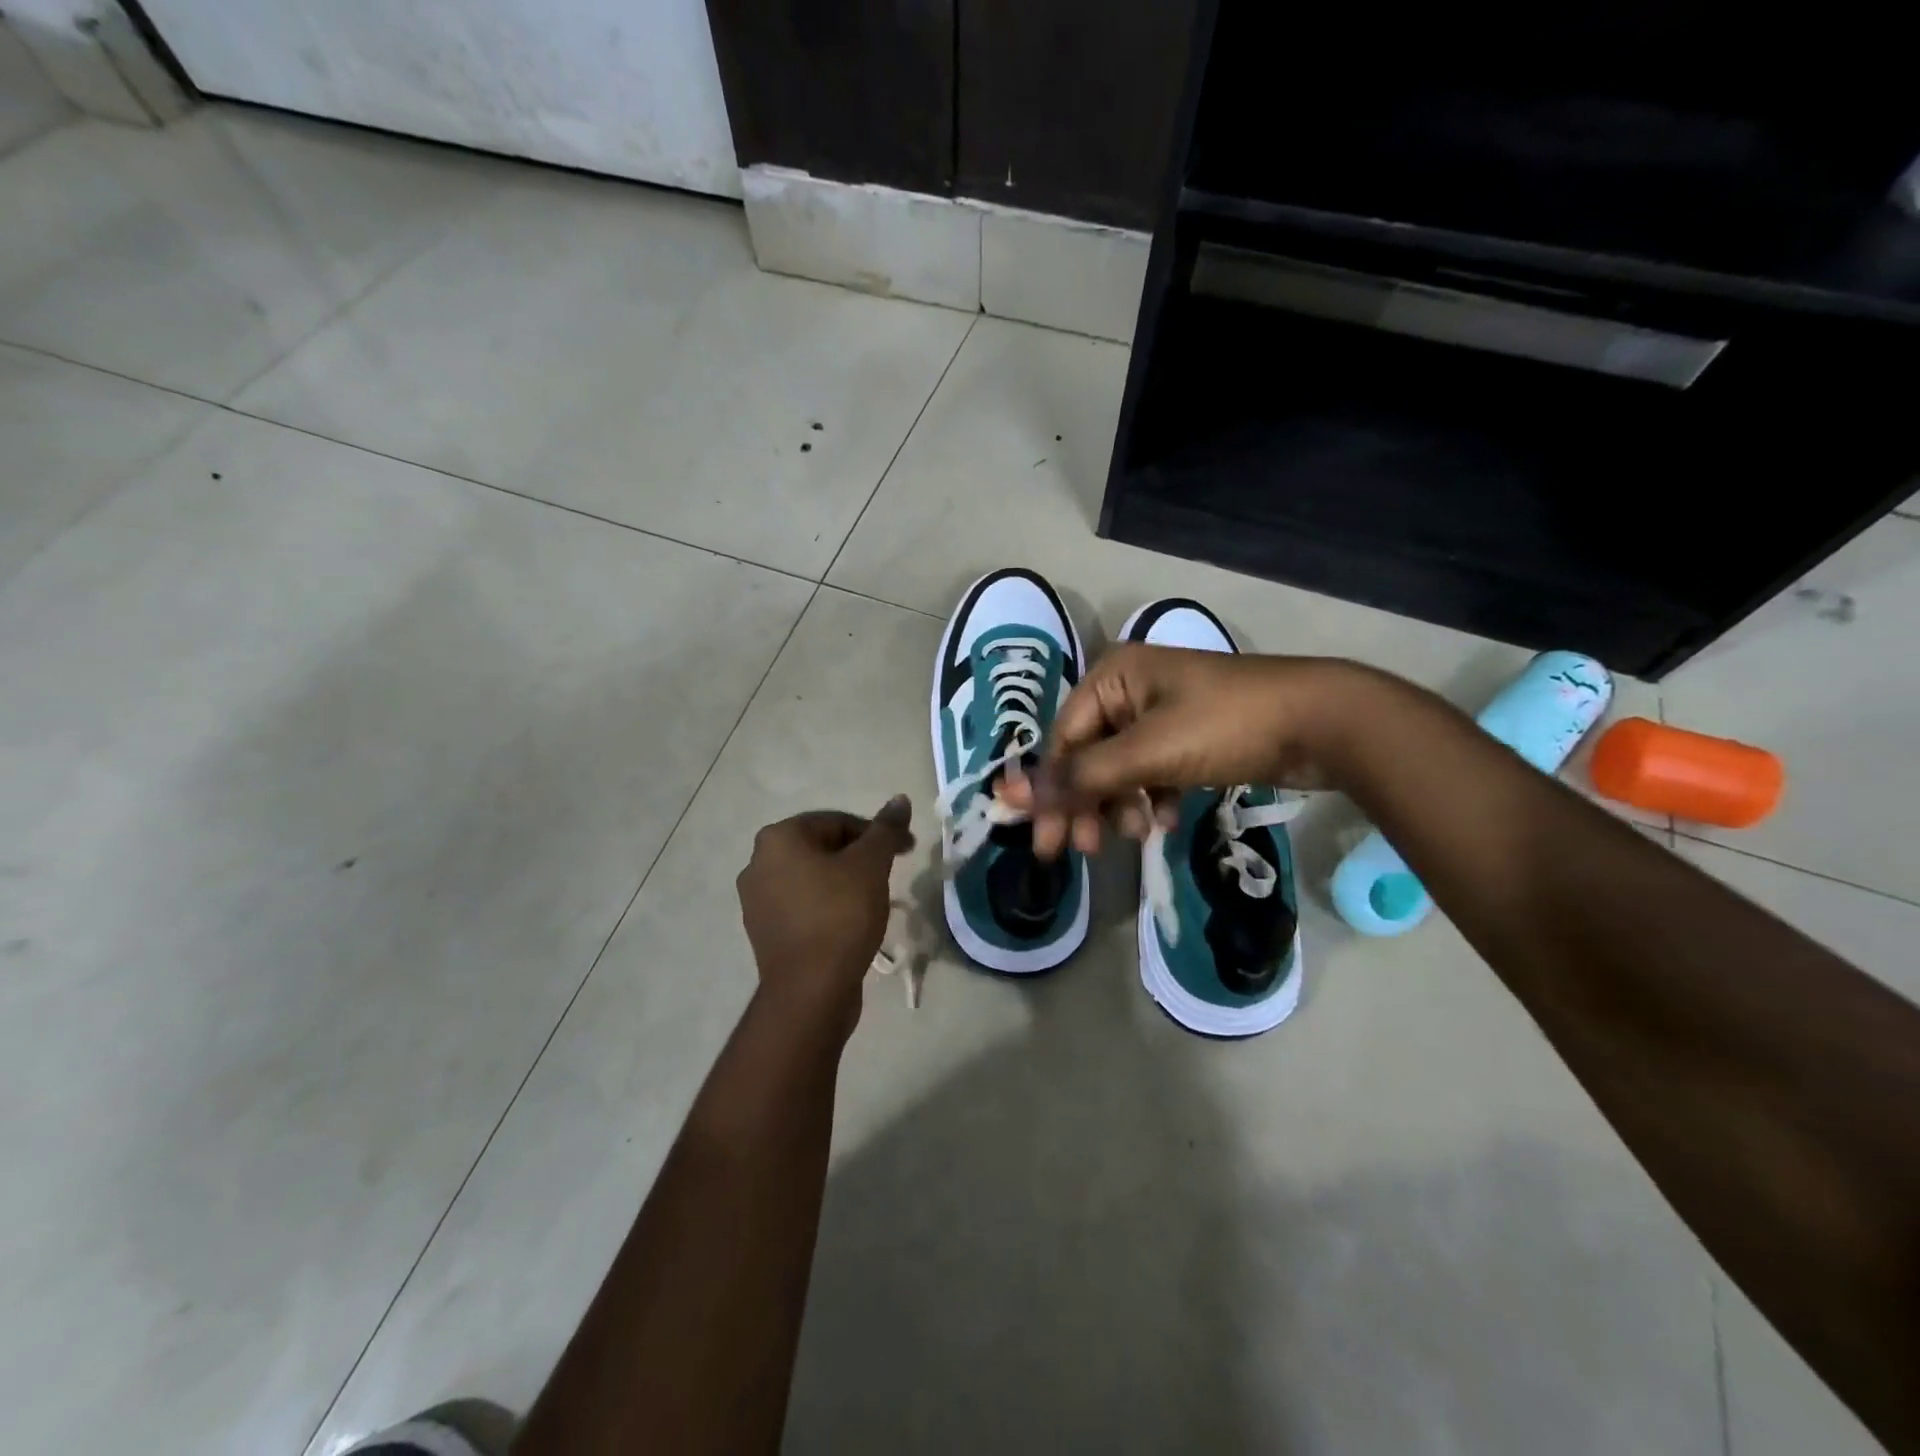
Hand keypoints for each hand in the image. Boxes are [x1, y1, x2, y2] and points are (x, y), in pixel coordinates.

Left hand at [736, 797, 913, 1026]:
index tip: (906, 849)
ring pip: (812, 877)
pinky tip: (851, 922)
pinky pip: (802, 905)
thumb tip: (900, 800)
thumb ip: (885, 830)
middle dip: (859, 856)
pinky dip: (827, 905)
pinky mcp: (764, 931)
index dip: (876, 833)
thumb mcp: (871, 865)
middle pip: (822, 847)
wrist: (810, 990)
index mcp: (778, 838)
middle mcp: (758, 863)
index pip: (836, 821)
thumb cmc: (840, 915)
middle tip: (891, 873)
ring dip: (844, 880)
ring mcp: (756, 900)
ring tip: (874, 899)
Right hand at [1003, 646, 1369, 857]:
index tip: (1044, 842)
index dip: (1051, 792)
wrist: (1322, 723)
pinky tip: (1164, 821)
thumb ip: (1082, 776)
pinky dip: (1151, 798)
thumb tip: (1013, 796)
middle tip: (1081, 851)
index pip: (1063, 740)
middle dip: (1086, 804)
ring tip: (1138, 834)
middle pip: (1088, 756)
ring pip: (1119, 769)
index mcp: (1112, 676)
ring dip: (1121, 805)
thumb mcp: (1148, 752)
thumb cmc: (1226, 727)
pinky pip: (1151, 772)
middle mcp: (1129, 689)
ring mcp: (1161, 714)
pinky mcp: (1188, 737)